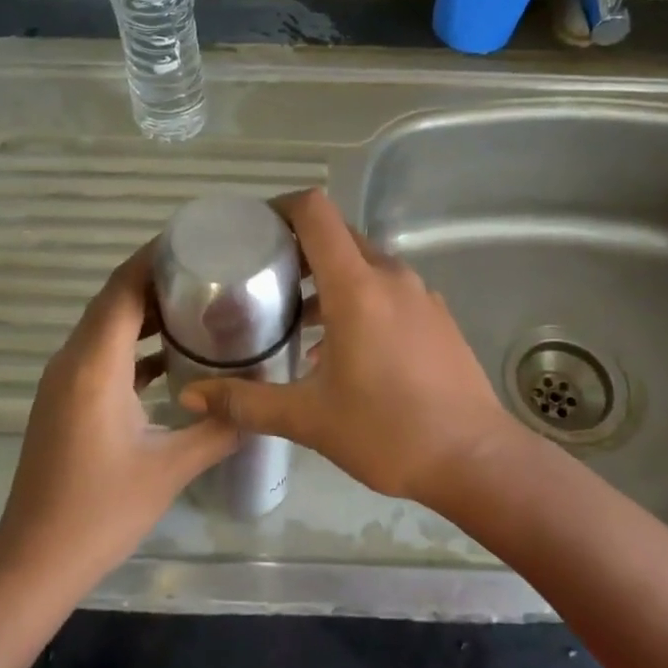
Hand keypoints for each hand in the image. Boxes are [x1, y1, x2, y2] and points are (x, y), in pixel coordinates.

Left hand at [0, 243, 236, 583]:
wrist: (35, 561)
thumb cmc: (101, 511)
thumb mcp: (170, 468)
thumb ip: (220, 428)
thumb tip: (262, 404)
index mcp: (95, 365)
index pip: (123, 289)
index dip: (154, 258)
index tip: (195, 240)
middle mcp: (73, 361)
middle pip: (114, 299)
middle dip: (157, 279)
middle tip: (211, 269)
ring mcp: (64, 380)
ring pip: (107, 326)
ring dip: (146, 311)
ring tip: (199, 302)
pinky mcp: (65, 400)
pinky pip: (102, 353)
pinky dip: (135, 343)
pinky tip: (172, 356)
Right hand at [180, 189, 523, 508]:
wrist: (475, 460)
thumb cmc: (387, 433)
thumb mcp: (309, 419)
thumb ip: (246, 403)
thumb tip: (191, 397)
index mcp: (356, 286)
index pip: (316, 212)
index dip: (281, 208)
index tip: (253, 230)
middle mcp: (390, 276)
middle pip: (338, 236)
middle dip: (299, 248)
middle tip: (263, 279)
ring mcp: (420, 294)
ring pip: (364, 264)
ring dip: (329, 278)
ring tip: (296, 319)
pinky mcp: (436, 316)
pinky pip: (388, 288)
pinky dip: (358, 297)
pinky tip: (342, 348)